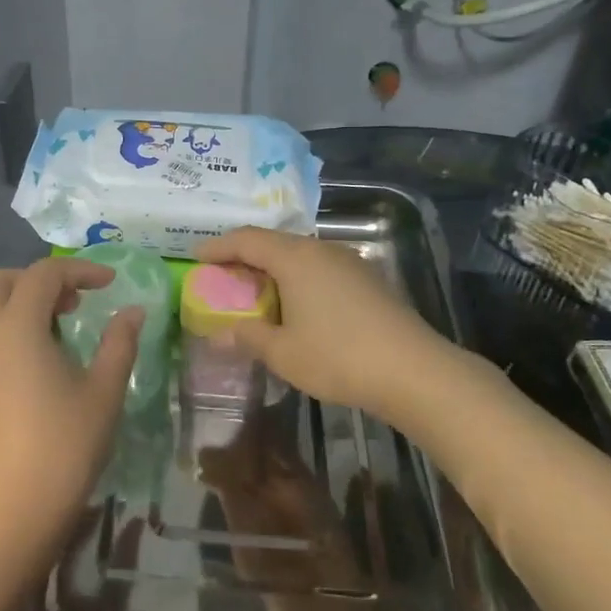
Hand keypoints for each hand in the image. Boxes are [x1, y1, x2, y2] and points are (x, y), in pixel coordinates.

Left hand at [0, 258, 141, 583]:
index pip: (43, 275)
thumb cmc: (62, 450)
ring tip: (49, 333)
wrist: (6, 516)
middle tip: (70, 304)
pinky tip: (24, 369)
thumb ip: (119, 344)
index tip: (109, 284)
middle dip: (33, 280)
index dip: (79, 270)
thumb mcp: (103, 394)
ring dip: (10, 304)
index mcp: (15, 327)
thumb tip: (132, 312)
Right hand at [195, 228, 446, 420]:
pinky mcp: (367, 279)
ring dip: (273, 269)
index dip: (218, 247)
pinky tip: (296, 306)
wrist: (414, 371)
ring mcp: (349, 262)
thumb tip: (218, 334)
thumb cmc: (338, 357)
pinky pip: (320, 269)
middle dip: (244, 257)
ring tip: (255, 293)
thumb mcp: (282, 352)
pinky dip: (297, 279)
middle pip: (273, 243)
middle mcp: (321, 249)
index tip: (196, 258)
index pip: (246, 239)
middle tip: (222, 278)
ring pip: (299, 255)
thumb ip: (247, 337)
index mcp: (295, 258)